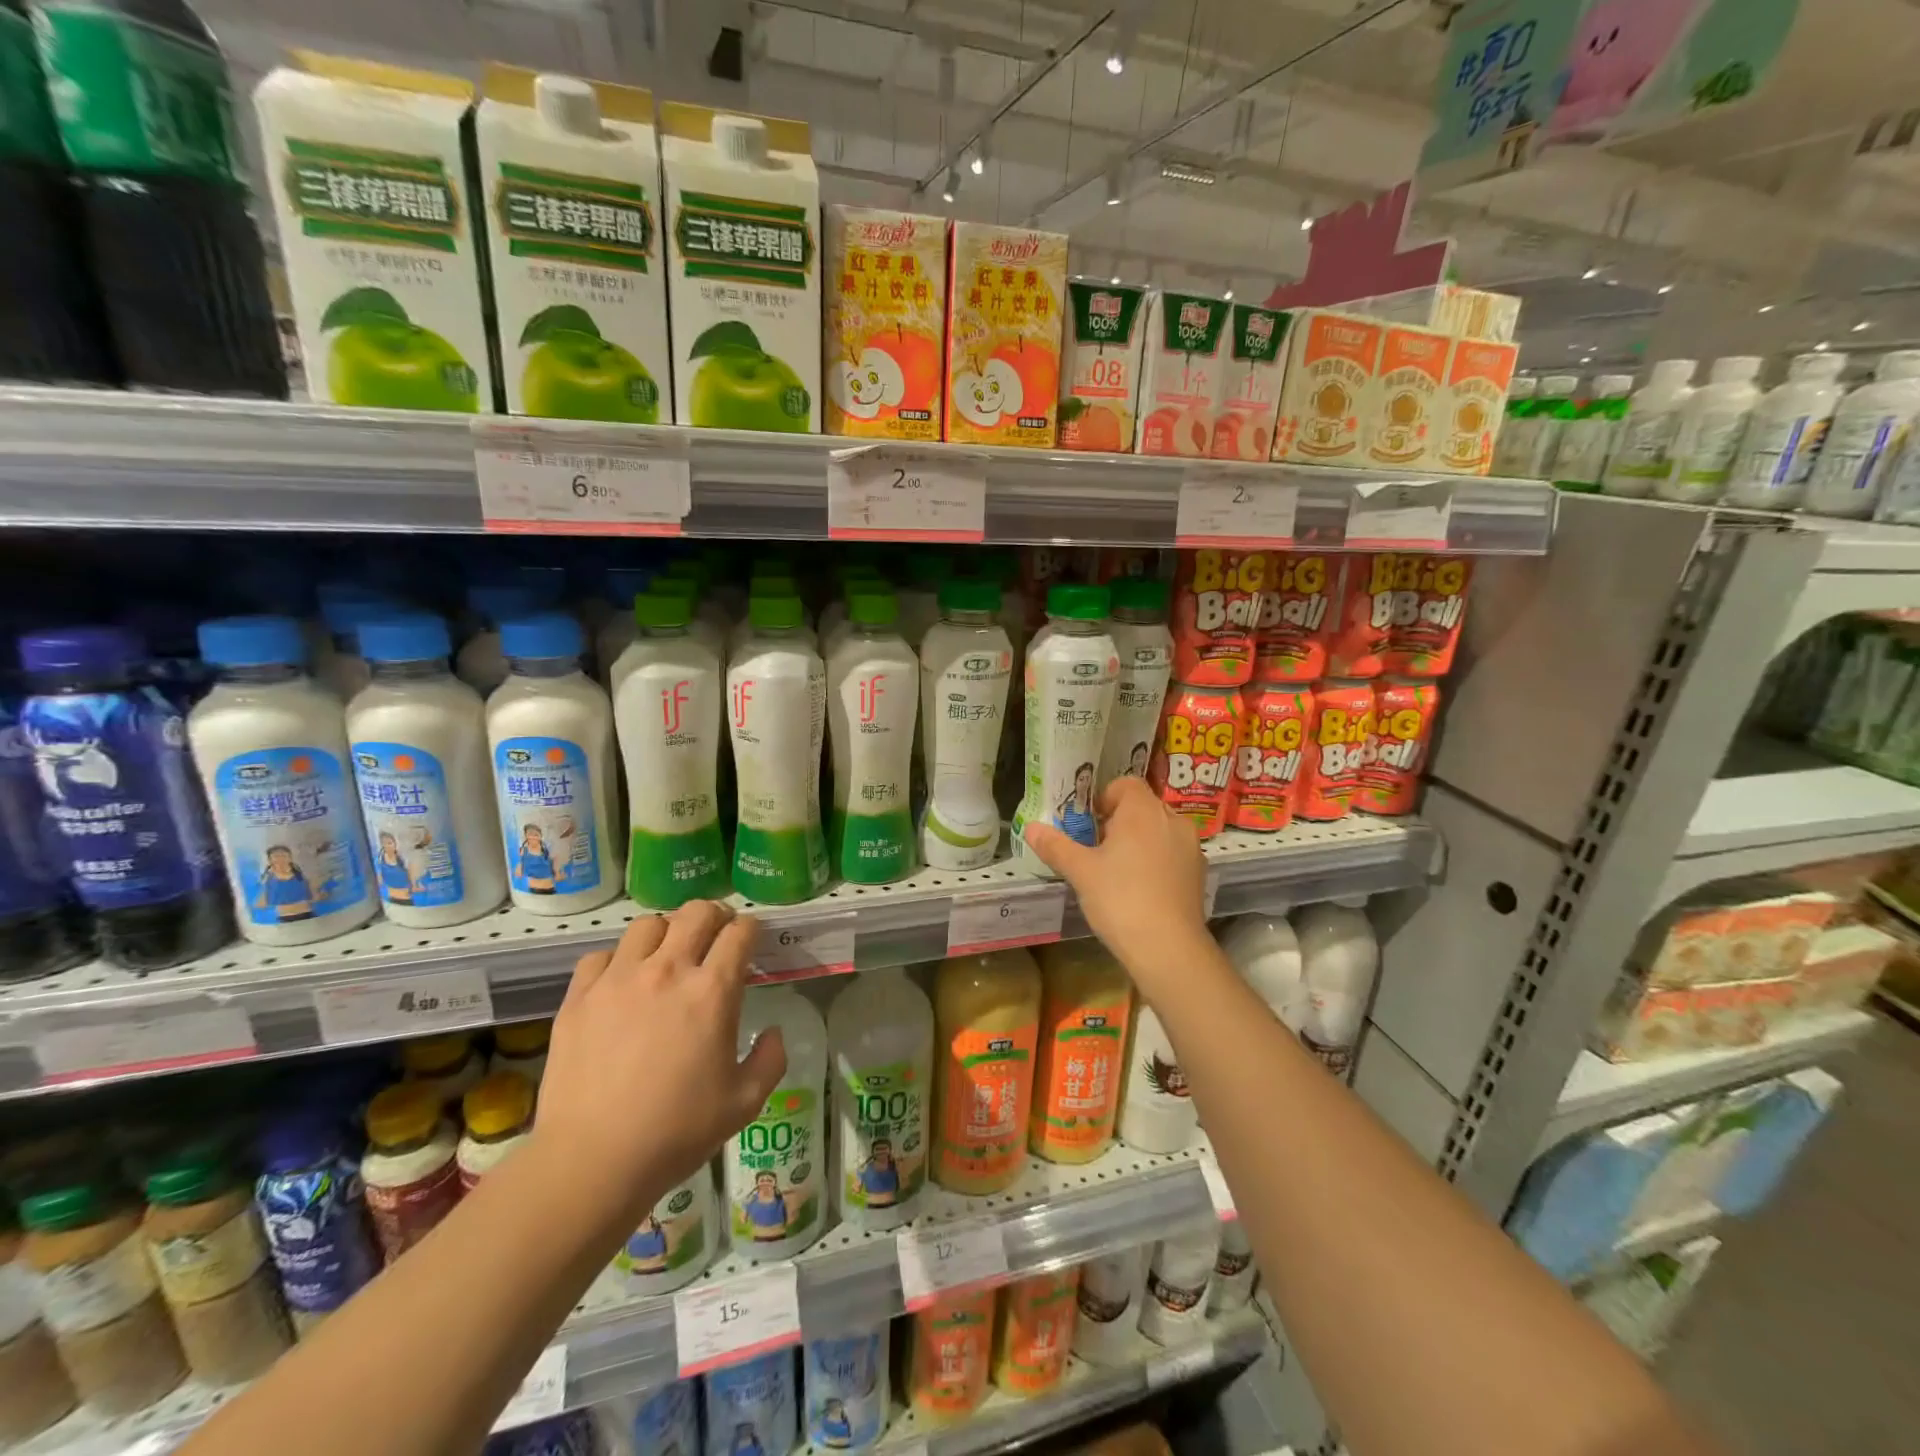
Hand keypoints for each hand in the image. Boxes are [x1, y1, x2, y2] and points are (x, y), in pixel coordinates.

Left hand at [536, 903, 786, 1228]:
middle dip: (715, 916)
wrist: (592, 1162)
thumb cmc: (676, 1132)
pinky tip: (621, 984)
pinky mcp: (579, 997)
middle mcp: (667, 971)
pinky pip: (601, 956)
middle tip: (716, 936)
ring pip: (648, 924)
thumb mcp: (745, 1102)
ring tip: (667, 955)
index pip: (740, 932)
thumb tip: (773, 1032)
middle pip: (697, 912)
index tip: (751, 941)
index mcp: (712, 991)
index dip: (752, 929)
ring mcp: (618, 980)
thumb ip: (770, 1059)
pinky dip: (617, 961)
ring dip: (666, 933)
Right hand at [1021, 777, 1213, 1003]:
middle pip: (1142, 806)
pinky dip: (1156, 860)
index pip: (1125, 784)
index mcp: (1143, 810)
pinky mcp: (1199, 873)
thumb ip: (1055, 846)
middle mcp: (1172, 820)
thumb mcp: (1080, 871)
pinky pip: (1172, 853)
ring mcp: (1191, 847)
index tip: (1087, 823)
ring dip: (1138, 841)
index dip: (1103, 797)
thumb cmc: (1120, 899)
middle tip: (1095, 848)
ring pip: (1159, 830)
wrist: (1169, 949)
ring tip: (1116, 870)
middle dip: (1118, 821)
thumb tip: (1031, 827)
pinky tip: (1139, 889)